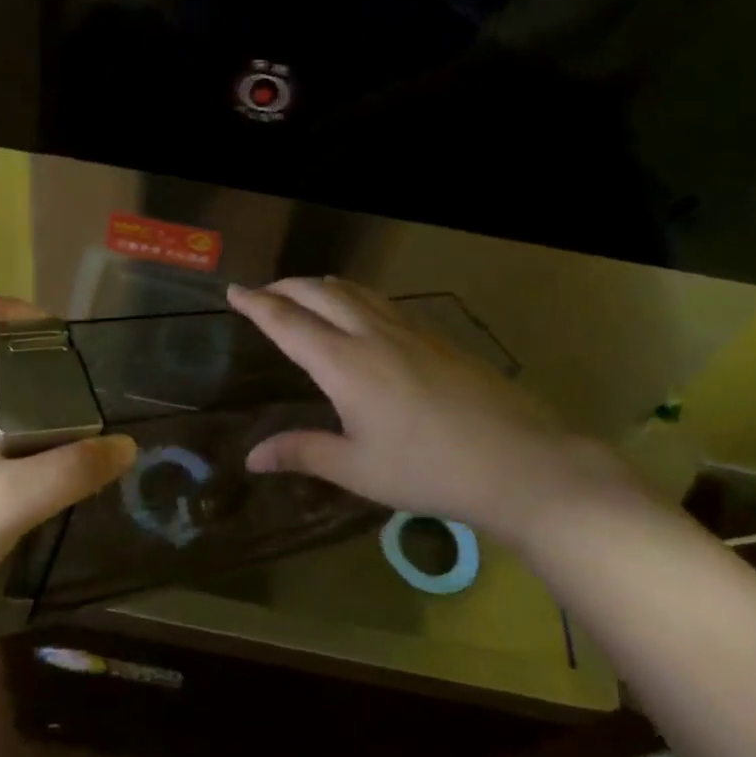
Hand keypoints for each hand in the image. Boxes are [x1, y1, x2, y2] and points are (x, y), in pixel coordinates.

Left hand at [0, 292, 136, 635]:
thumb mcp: (9, 500)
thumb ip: (71, 471)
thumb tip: (126, 447)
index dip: (4, 307)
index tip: (50, 337)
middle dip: (23, 347)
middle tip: (69, 375)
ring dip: (20, 384)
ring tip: (64, 408)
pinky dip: (12, 416)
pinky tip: (40, 448)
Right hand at [227, 278, 634, 546]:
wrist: (521, 463)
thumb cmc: (430, 471)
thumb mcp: (358, 470)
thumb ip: (302, 453)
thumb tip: (251, 458)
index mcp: (344, 363)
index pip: (287, 322)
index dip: (256, 304)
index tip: (233, 290)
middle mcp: (372, 334)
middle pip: (318, 292)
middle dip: (284, 286)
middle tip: (262, 292)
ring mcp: (410, 330)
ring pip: (354, 290)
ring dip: (319, 285)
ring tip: (303, 293)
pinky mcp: (437, 336)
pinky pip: (382, 301)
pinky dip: (353, 295)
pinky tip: (360, 313)